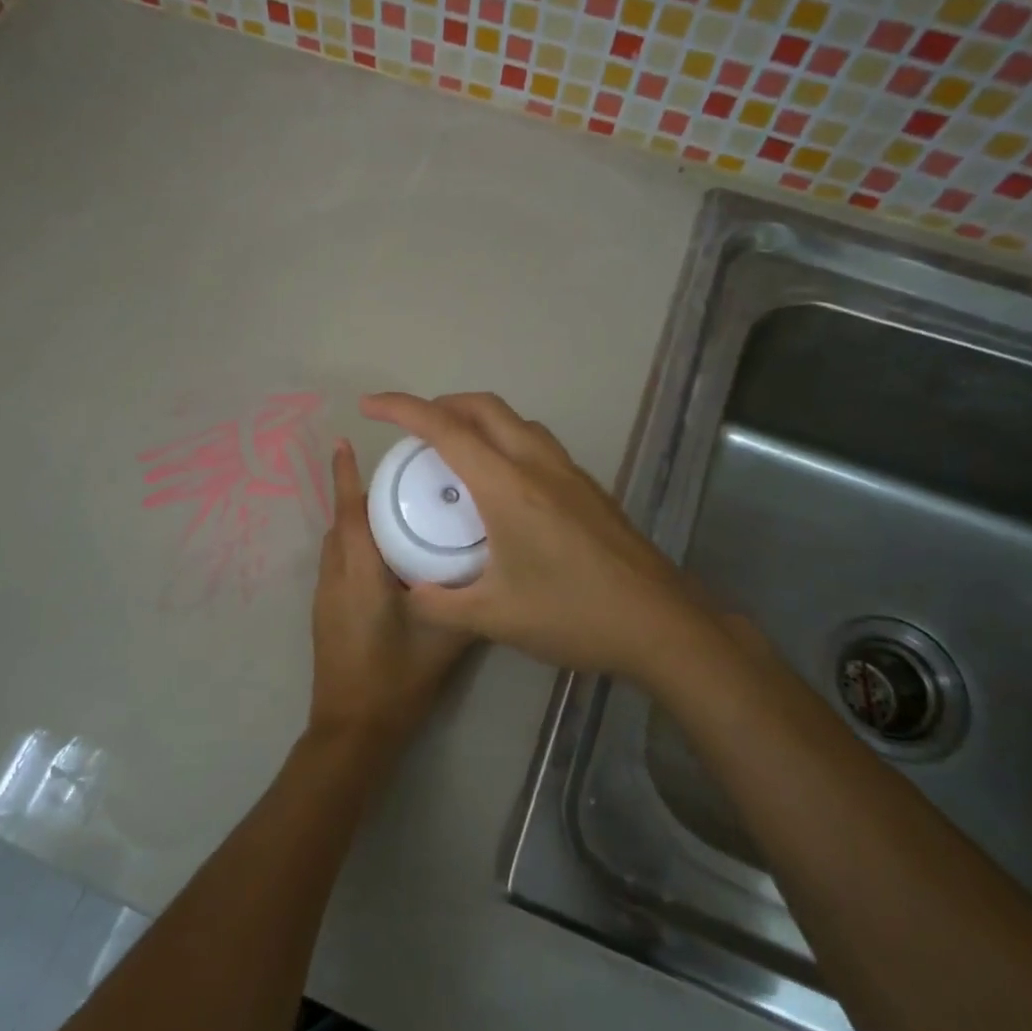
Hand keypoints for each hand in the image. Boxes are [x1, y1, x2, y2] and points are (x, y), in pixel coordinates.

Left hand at [308, 438, 475, 752]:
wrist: (353, 730)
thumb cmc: (396, 680)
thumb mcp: (444, 639)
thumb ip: (466, 601)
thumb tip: (489, 570)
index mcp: (359, 574)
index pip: (349, 513)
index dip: (345, 476)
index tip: (344, 442)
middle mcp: (334, 577)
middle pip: (341, 523)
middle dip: (360, 496)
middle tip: (398, 480)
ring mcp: (325, 596)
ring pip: (336, 544)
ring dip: (356, 523)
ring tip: (396, 514)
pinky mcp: (324, 613)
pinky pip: (337, 564)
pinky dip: (355, 548)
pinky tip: (386, 561)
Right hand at [358, 392, 704, 684]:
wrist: (661, 624)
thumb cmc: (574, 615)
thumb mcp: (494, 617)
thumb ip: (440, 603)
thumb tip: (409, 592)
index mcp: (508, 487)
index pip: (445, 430)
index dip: (402, 409)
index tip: (370, 406)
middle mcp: (539, 465)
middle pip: (484, 407)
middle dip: (440, 405)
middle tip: (412, 432)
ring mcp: (570, 473)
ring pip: (515, 421)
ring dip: (477, 420)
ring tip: (453, 452)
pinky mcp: (589, 489)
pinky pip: (536, 443)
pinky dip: (504, 441)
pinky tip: (500, 486)